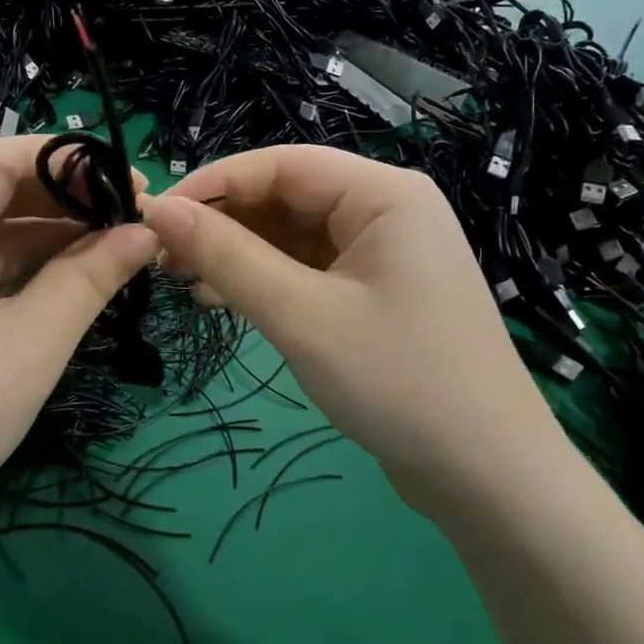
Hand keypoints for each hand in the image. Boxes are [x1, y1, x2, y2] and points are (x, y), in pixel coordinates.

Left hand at [0, 136, 156, 548]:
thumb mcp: (31, 342)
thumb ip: (92, 275)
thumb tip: (146, 232)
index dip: (70, 163)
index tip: (130, 184)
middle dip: (61, 202)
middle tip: (129, 221)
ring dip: (41, 237)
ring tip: (110, 250)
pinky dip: (12, 268)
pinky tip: (62, 280)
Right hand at [140, 146, 556, 494]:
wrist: (489, 479)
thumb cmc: (400, 383)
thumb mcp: (302, 316)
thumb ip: (228, 256)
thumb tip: (158, 209)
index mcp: (383, 193)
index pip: (281, 164)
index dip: (213, 184)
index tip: (154, 216)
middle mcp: (386, 209)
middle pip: (286, 196)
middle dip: (223, 224)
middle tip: (163, 259)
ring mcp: (384, 253)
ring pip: (293, 234)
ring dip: (239, 254)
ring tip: (183, 281)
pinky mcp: (376, 292)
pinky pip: (309, 268)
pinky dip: (266, 280)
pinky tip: (223, 299)